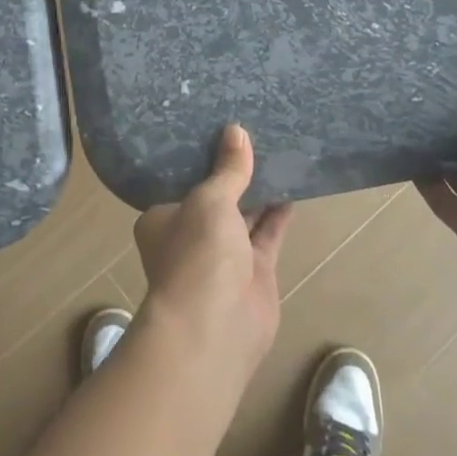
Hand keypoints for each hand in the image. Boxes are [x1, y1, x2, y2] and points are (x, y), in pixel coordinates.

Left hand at [134, 124, 292, 396]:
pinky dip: (278, 214)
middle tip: (255, 133)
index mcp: (163, 218)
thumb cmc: (197, 253)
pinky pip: (267, 234)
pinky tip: (293, 186)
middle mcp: (190, 235)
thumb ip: (227, 169)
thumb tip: (236, 131)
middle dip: (233, 173)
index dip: (200, 157)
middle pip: (214, 197)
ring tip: (278, 152)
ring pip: (243, 215)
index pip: (180, 180)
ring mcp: (222, 256)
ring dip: (259, 191)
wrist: (215, 327)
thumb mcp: (209, 199)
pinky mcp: (254, 271)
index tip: (218, 128)